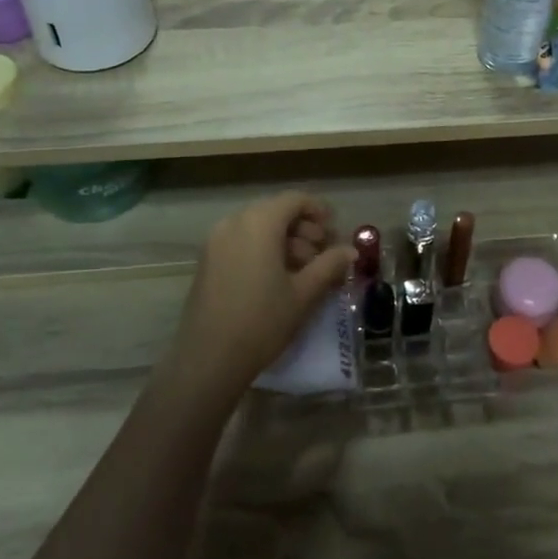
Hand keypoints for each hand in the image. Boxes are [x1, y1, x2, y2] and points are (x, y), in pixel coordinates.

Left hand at [164, 193, 355, 398]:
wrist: (209, 358)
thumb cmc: (262, 321)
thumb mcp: (304, 293)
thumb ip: (329, 265)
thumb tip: (350, 251)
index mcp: (259, 223)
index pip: (294, 200)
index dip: (318, 210)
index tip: (334, 231)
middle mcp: (234, 223)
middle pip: (275, 211)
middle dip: (303, 228)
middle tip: (323, 254)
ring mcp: (216, 241)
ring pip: (257, 227)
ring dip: (284, 240)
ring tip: (304, 269)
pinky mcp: (207, 261)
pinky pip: (241, 241)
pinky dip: (263, 249)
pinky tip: (277, 277)